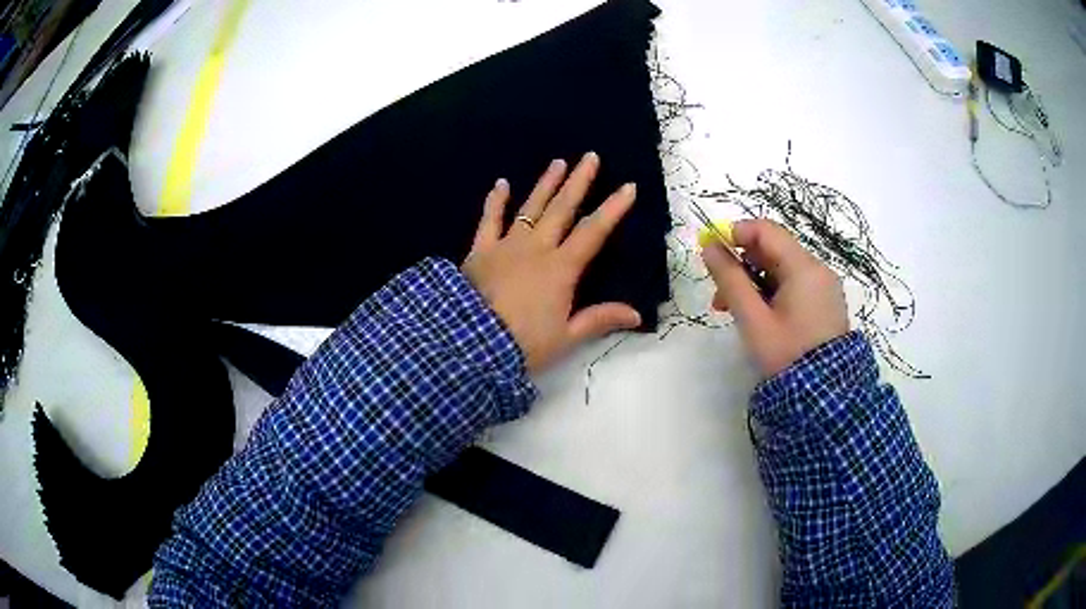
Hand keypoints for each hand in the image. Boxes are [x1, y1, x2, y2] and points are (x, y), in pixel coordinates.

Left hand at [463, 153, 641, 371]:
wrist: (471, 343)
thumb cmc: (523, 343)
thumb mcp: (566, 337)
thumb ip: (600, 320)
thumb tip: (638, 314)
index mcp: (561, 268)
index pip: (593, 232)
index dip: (613, 208)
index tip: (628, 186)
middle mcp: (536, 248)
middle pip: (562, 209)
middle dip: (579, 181)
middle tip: (590, 156)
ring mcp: (506, 245)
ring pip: (530, 208)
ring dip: (545, 184)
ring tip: (558, 162)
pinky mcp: (480, 250)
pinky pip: (489, 220)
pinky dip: (495, 201)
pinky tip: (501, 183)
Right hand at [702, 219, 847, 377]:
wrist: (823, 398)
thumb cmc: (786, 355)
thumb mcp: (753, 319)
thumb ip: (730, 279)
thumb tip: (709, 247)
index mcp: (804, 268)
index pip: (766, 231)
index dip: (735, 233)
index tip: (711, 252)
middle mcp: (818, 270)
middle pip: (773, 251)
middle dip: (741, 265)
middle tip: (718, 294)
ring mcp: (824, 288)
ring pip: (781, 270)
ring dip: (753, 281)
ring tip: (731, 310)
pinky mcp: (824, 304)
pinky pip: (793, 286)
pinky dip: (771, 293)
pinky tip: (757, 315)